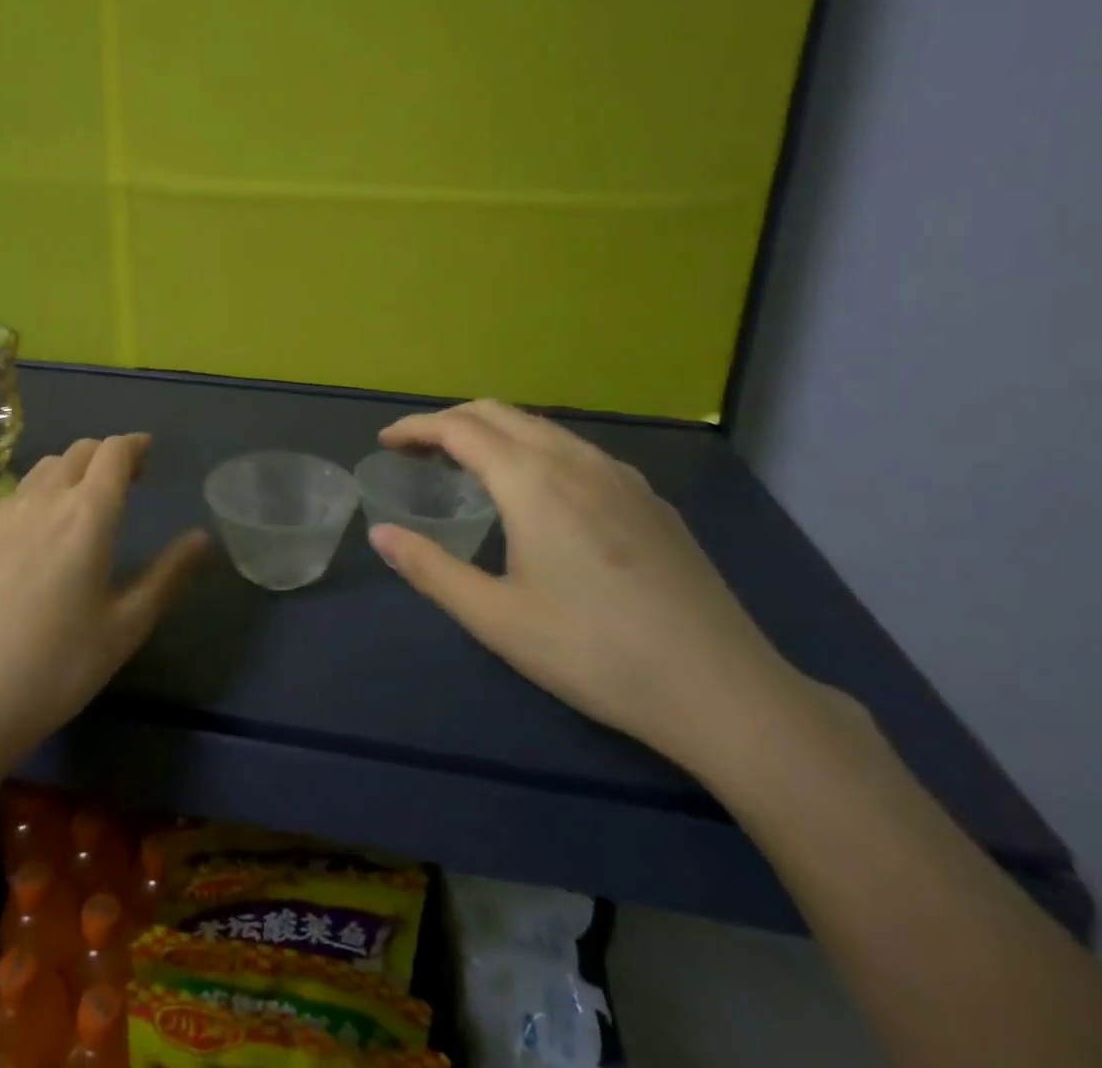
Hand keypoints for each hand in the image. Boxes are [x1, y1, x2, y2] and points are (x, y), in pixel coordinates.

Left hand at [0, 434, 208, 778]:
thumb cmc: (58, 667)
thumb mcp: (127, 626)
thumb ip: (168, 575)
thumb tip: (202, 537)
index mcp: (86, 516)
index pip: (113, 453)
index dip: (134, 445)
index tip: (148, 453)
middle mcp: (42, 502)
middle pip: (78, 452)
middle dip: (106, 455)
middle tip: (125, 481)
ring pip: (42, 470)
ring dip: (71, 470)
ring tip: (82, 502)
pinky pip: (12, 498)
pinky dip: (37, 495)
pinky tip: (37, 534)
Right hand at [369, 401, 805, 776]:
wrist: (722, 688)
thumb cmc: (594, 652)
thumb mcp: (496, 618)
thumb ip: (430, 569)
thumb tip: (380, 534)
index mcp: (531, 480)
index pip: (459, 428)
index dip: (415, 428)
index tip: (385, 442)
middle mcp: (575, 459)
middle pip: (499, 413)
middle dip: (450, 421)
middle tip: (417, 451)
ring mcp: (620, 475)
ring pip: (542, 428)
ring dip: (494, 432)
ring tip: (468, 466)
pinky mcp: (649, 498)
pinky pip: (576, 450)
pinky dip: (535, 449)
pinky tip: (539, 493)